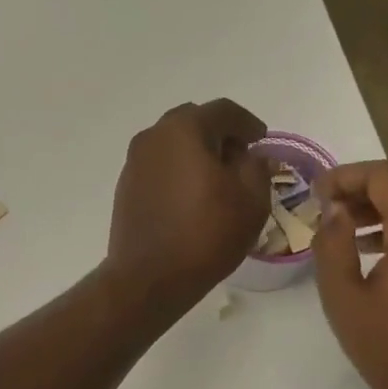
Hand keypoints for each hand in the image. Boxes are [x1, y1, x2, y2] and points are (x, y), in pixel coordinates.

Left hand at [105, 100, 270, 316]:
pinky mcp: (126, 187)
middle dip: (220, 135)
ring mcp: (134, 162)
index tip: (261, 140)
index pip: (223, 111)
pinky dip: (178, 171)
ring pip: (173, 144)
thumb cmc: (206, 234)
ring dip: (196, 153)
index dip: (248, 123)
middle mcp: (153, 136)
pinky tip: (192, 197)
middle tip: (240, 159)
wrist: (149, 277)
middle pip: (193, 122)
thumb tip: (250, 156)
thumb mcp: (251, 199)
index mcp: (184, 129)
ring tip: (217, 181)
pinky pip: (159, 167)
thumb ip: (256, 167)